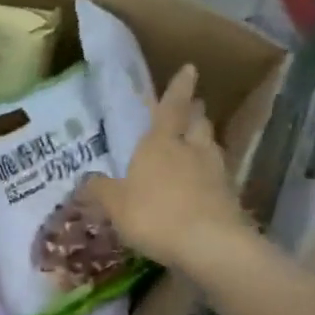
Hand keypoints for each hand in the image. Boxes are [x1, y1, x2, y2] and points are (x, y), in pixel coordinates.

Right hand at [85, 64, 252, 270]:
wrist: (211, 245)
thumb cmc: (156, 215)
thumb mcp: (116, 205)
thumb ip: (100, 191)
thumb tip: (85, 180)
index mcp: (161, 143)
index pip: (171, 107)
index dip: (179, 87)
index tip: (190, 68)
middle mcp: (192, 150)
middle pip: (198, 122)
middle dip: (194, 112)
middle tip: (192, 107)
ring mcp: (215, 172)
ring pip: (211, 146)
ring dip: (205, 140)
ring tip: (197, 142)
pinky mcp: (229, 196)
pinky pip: (218, 175)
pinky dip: (210, 173)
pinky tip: (204, 183)